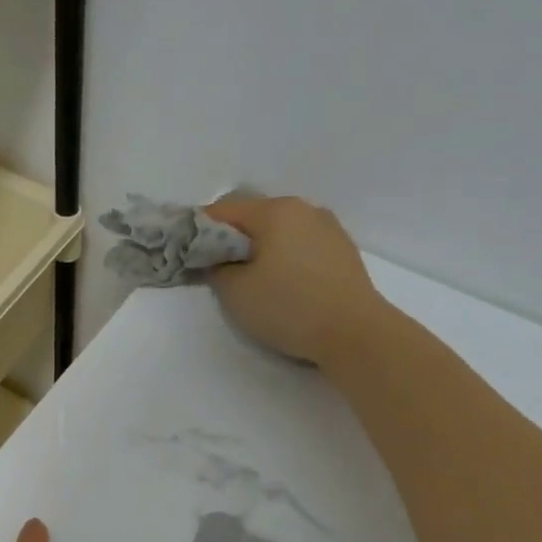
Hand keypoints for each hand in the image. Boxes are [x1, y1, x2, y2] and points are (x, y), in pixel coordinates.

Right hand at [205, 196, 384, 365]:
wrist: (354, 333)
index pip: (223, 210)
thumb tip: (217, 259)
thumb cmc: (289, 307)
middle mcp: (303, 209)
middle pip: (254, 216)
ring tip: (251, 278)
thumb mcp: (235, 292)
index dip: (198, 230)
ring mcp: (328, 228)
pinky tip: (282, 283)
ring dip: (260, 247)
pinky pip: (301, 244)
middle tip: (216, 268)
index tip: (186, 252)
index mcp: (275, 211)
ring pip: (280, 230)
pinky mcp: (342, 250)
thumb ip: (217, 268)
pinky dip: (284, 256)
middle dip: (231, 238)